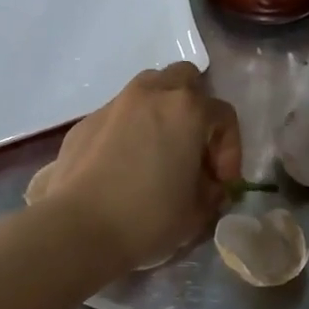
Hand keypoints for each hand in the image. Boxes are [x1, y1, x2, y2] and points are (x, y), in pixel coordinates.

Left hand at [36, 64, 241, 275]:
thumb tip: (208, 185)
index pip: (224, 116)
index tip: (222, 184)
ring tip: (159, 151)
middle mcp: (151, 94)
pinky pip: (118, 115)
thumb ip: (212, 191)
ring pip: (148, 90)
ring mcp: (114, 104)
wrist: (78, 228)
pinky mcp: (85, 122)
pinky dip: (129, 130)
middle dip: (196, 109)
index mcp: (186, 109)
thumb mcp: (198, 211)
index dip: (230, 151)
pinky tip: (124, 166)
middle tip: (194, 149)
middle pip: (184, 80)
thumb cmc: (148, 218)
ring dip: (161, 112)